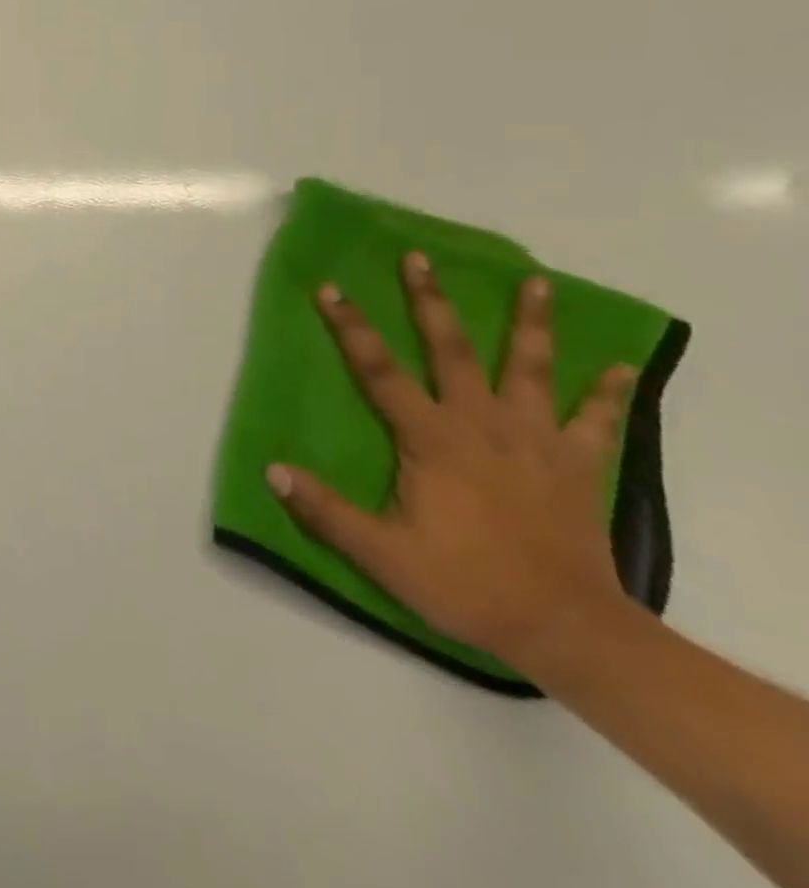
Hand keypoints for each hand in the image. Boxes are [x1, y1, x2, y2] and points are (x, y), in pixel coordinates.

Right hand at [266, 252, 638, 671]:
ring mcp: (536, 441)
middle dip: (431, 300)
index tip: (331, 288)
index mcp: (432, 438)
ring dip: (530, 323)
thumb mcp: (381, 554)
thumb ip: (325, 511)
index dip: (351, 327)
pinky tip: (617, 364)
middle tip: (420, 258)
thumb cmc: (466, 583)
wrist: (568, 629)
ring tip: (535, 282)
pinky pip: (597, 420)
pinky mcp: (578, 465)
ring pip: (531, 369)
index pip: (379, 370)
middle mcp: (482, 424)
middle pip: (452, 349)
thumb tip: (271, 469)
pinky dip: (607, 392)